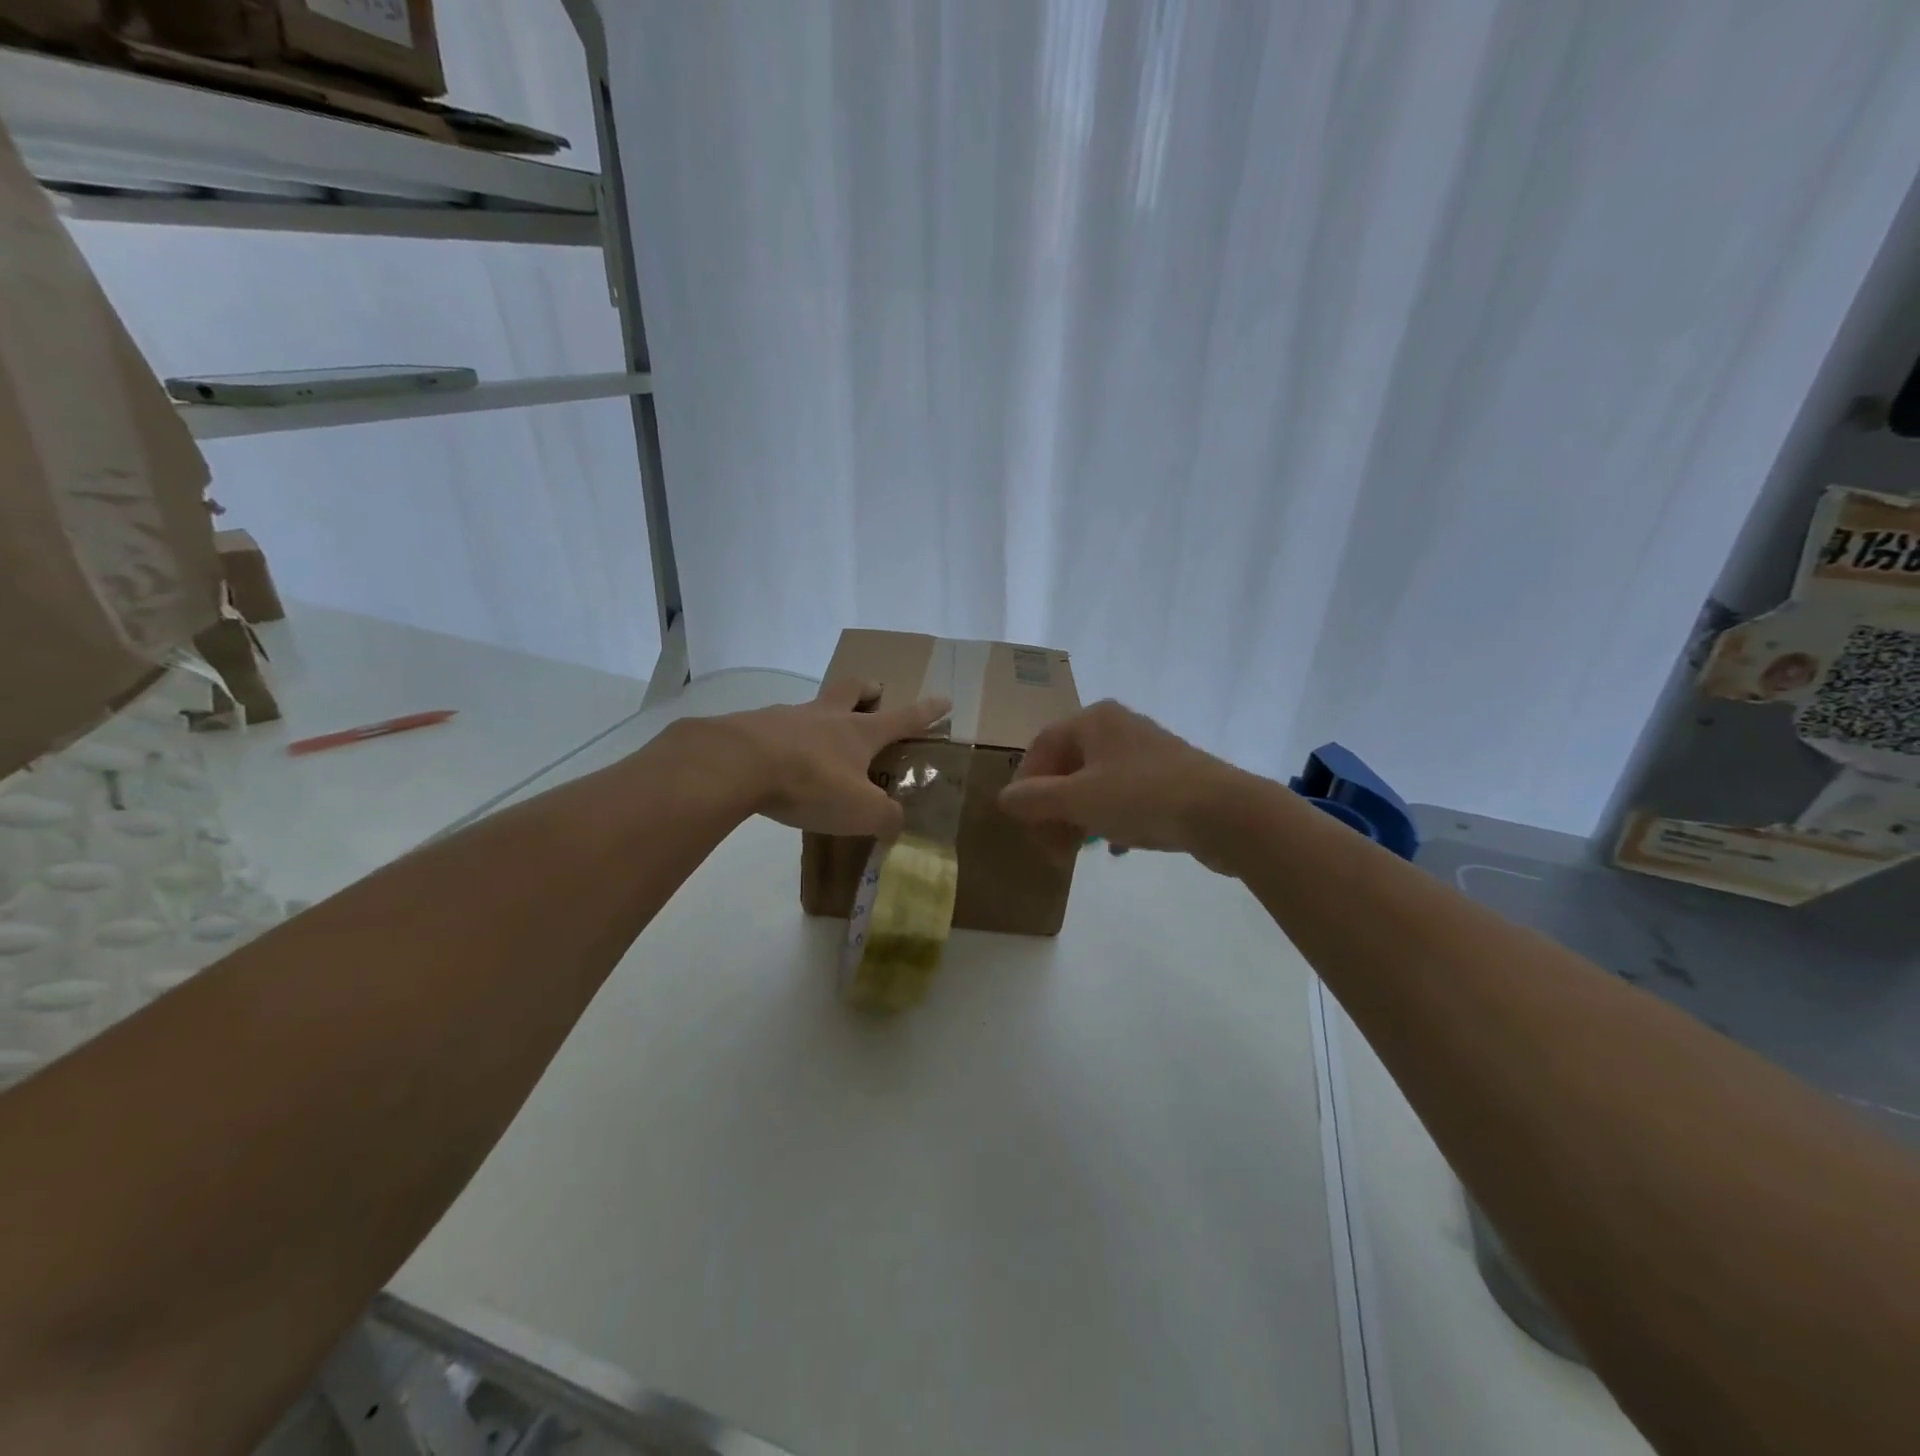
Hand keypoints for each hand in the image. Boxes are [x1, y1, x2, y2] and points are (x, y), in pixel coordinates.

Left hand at [704, 679, 949, 839]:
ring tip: (820, 742)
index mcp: (859, 732)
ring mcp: (788, 717)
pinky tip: (779, 760)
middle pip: (852, 689)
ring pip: (814, 706)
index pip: (904, 718)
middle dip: (868, 690)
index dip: (926, 711)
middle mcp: (827, 716)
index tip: (944, 698)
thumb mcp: (860, 810)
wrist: (737, 764)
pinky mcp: (754, 727)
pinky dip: (785, 738)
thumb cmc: (810, 782)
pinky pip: (777, 727)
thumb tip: (895, 825)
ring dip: (823, 716)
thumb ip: (885, 818)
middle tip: (874, 696)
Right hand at [998, 700, 1253, 867]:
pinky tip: (1114, 847)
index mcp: (1093, 720)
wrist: (1226, 813)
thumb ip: (1035, 799)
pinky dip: (1110, 819)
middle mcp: (1118, 727)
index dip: (1025, 785)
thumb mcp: (1079, 800)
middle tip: (1050, 848)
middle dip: (1052, 809)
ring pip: (1096, 784)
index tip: (1023, 822)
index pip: (1041, 746)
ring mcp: (1147, 752)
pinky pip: (1125, 796)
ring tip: (1076, 853)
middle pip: (1068, 767)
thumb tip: (1005, 799)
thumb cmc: (1143, 797)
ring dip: (1078, 818)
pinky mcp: (1170, 777)